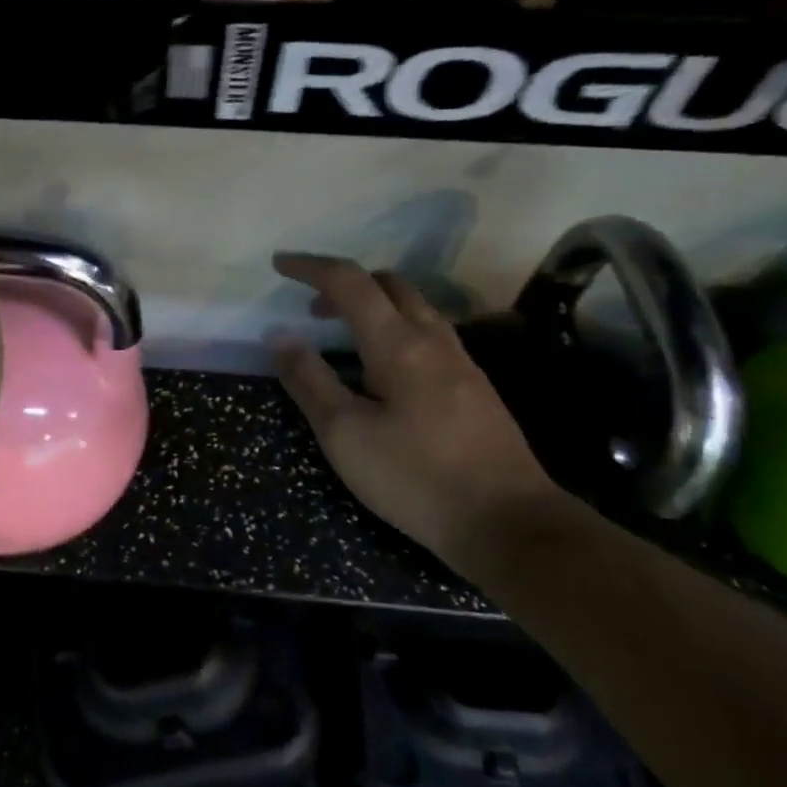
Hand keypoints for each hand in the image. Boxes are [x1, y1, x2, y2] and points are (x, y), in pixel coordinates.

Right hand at [270, 254, 559, 562]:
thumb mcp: (344, 434)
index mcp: (398, 343)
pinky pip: (429, 333)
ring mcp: (461, 361)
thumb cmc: (414, 477)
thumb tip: (279, 334)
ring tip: (343, 337)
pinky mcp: (475, 386)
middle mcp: (433, 339)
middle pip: (389, 284)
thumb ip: (309, 380)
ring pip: (415, 307)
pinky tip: (384, 370)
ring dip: (374, 305)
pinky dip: (396, 328)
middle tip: (312, 310)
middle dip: (345, 284)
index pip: (349, 283)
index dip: (311, 267)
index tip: (279, 264)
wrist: (508, 522)